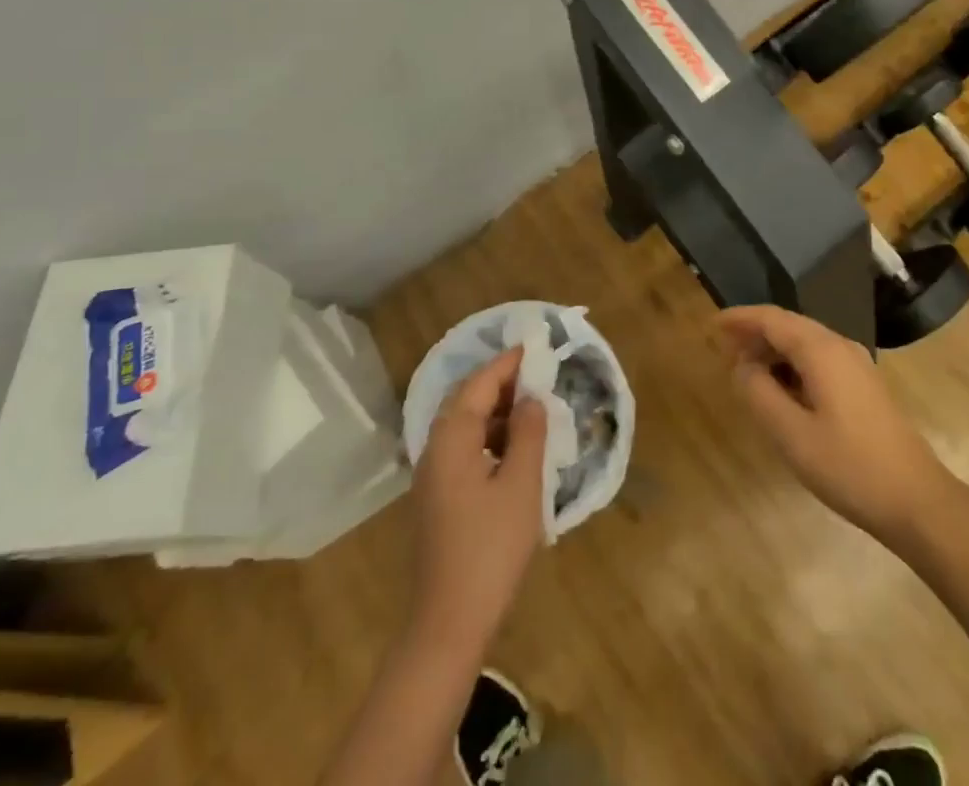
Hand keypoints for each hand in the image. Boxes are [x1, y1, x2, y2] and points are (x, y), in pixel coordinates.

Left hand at [408, 347, 548, 651]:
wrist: (448, 621)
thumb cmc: (490, 549)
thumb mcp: (521, 486)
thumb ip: (528, 434)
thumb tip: (531, 399)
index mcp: (451, 439)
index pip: (479, 384)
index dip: (507, 363)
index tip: (533, 347)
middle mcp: (434, 449)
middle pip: (465, 400)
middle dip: (499, 383)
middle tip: (535, 375)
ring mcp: (432, 476)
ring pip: (464, 425)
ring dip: (495, 410)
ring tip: (531, 409)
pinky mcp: (437, 498)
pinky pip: (463, 448)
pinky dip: (488, 436)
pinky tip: (514, 449)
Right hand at [716, 306, 950, 546]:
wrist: (917, 500)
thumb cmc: (849, 467)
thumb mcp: (791, 434)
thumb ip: (759, 393)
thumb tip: (742, 366)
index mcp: (821, 350)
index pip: (772, 319)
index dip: (740, 318)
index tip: (713, 325)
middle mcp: (840, 346)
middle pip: (789, 325)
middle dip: (755, 333)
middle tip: (724, 351)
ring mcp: (856, 364)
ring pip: (805, 342)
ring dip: (774, 350)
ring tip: (746, 371)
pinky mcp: (864, 385)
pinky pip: (819, 359)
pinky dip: (793, 364)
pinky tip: (781, 389)